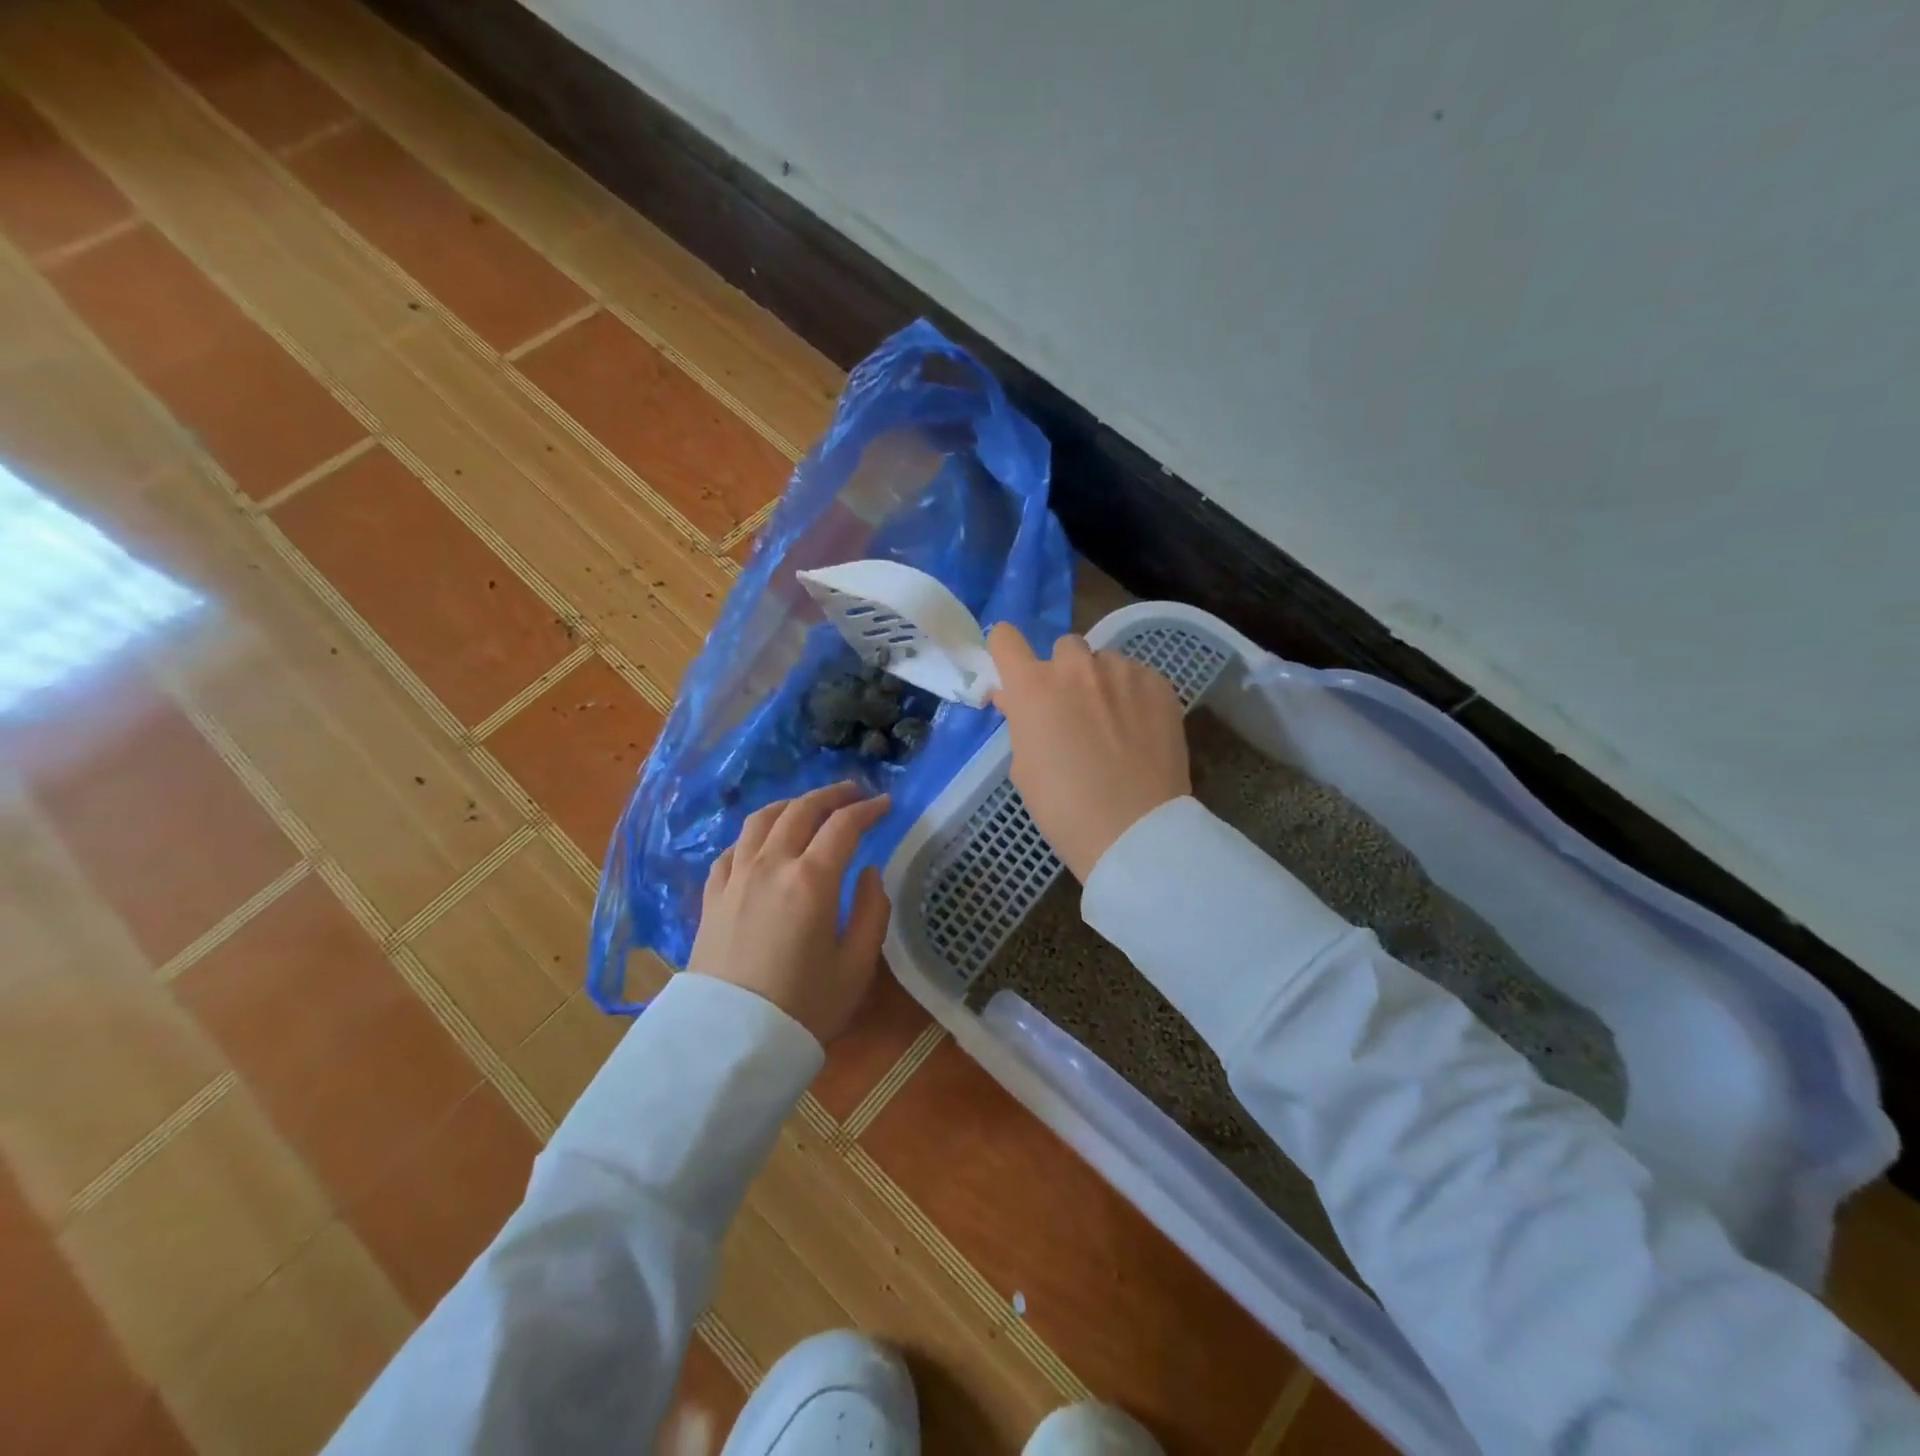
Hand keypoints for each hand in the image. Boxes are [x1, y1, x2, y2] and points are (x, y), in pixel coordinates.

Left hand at [688, 782, 892, 1043]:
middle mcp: (771, 865)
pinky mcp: (712, 896)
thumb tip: (868, 873)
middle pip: (801, 810)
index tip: (885, 804)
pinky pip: (733, 849)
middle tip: (853, 792)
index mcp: (811, 879)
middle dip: (831, 795)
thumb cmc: (804, 1007)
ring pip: (761, 820)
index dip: (868, 809)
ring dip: (791, 804)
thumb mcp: (856, 966)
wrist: (729, 1043)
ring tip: (808, 806)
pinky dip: (754, 835)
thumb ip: (871, 911)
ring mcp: (736, 877)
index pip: (843, 825)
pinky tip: (762, 843)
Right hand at [987, 624, 1190, 881]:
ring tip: (1113, 722)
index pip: (1005, 638)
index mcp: (1033, 686)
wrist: (1134, 829)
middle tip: (1071, 710)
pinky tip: (1139, 730)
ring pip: (1105, 662)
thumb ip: (1019, 721)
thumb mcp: (1024, 767)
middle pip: (1063, 647)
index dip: (1006, 651)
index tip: (1014, 672)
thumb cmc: (1064, 807)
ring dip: (1101, 682)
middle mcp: (1076, 667)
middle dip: (1063, 672)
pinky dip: (1133, 695)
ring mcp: (1122, 672)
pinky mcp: (1160, 684)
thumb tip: (1013, 699)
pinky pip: (1138, 676)